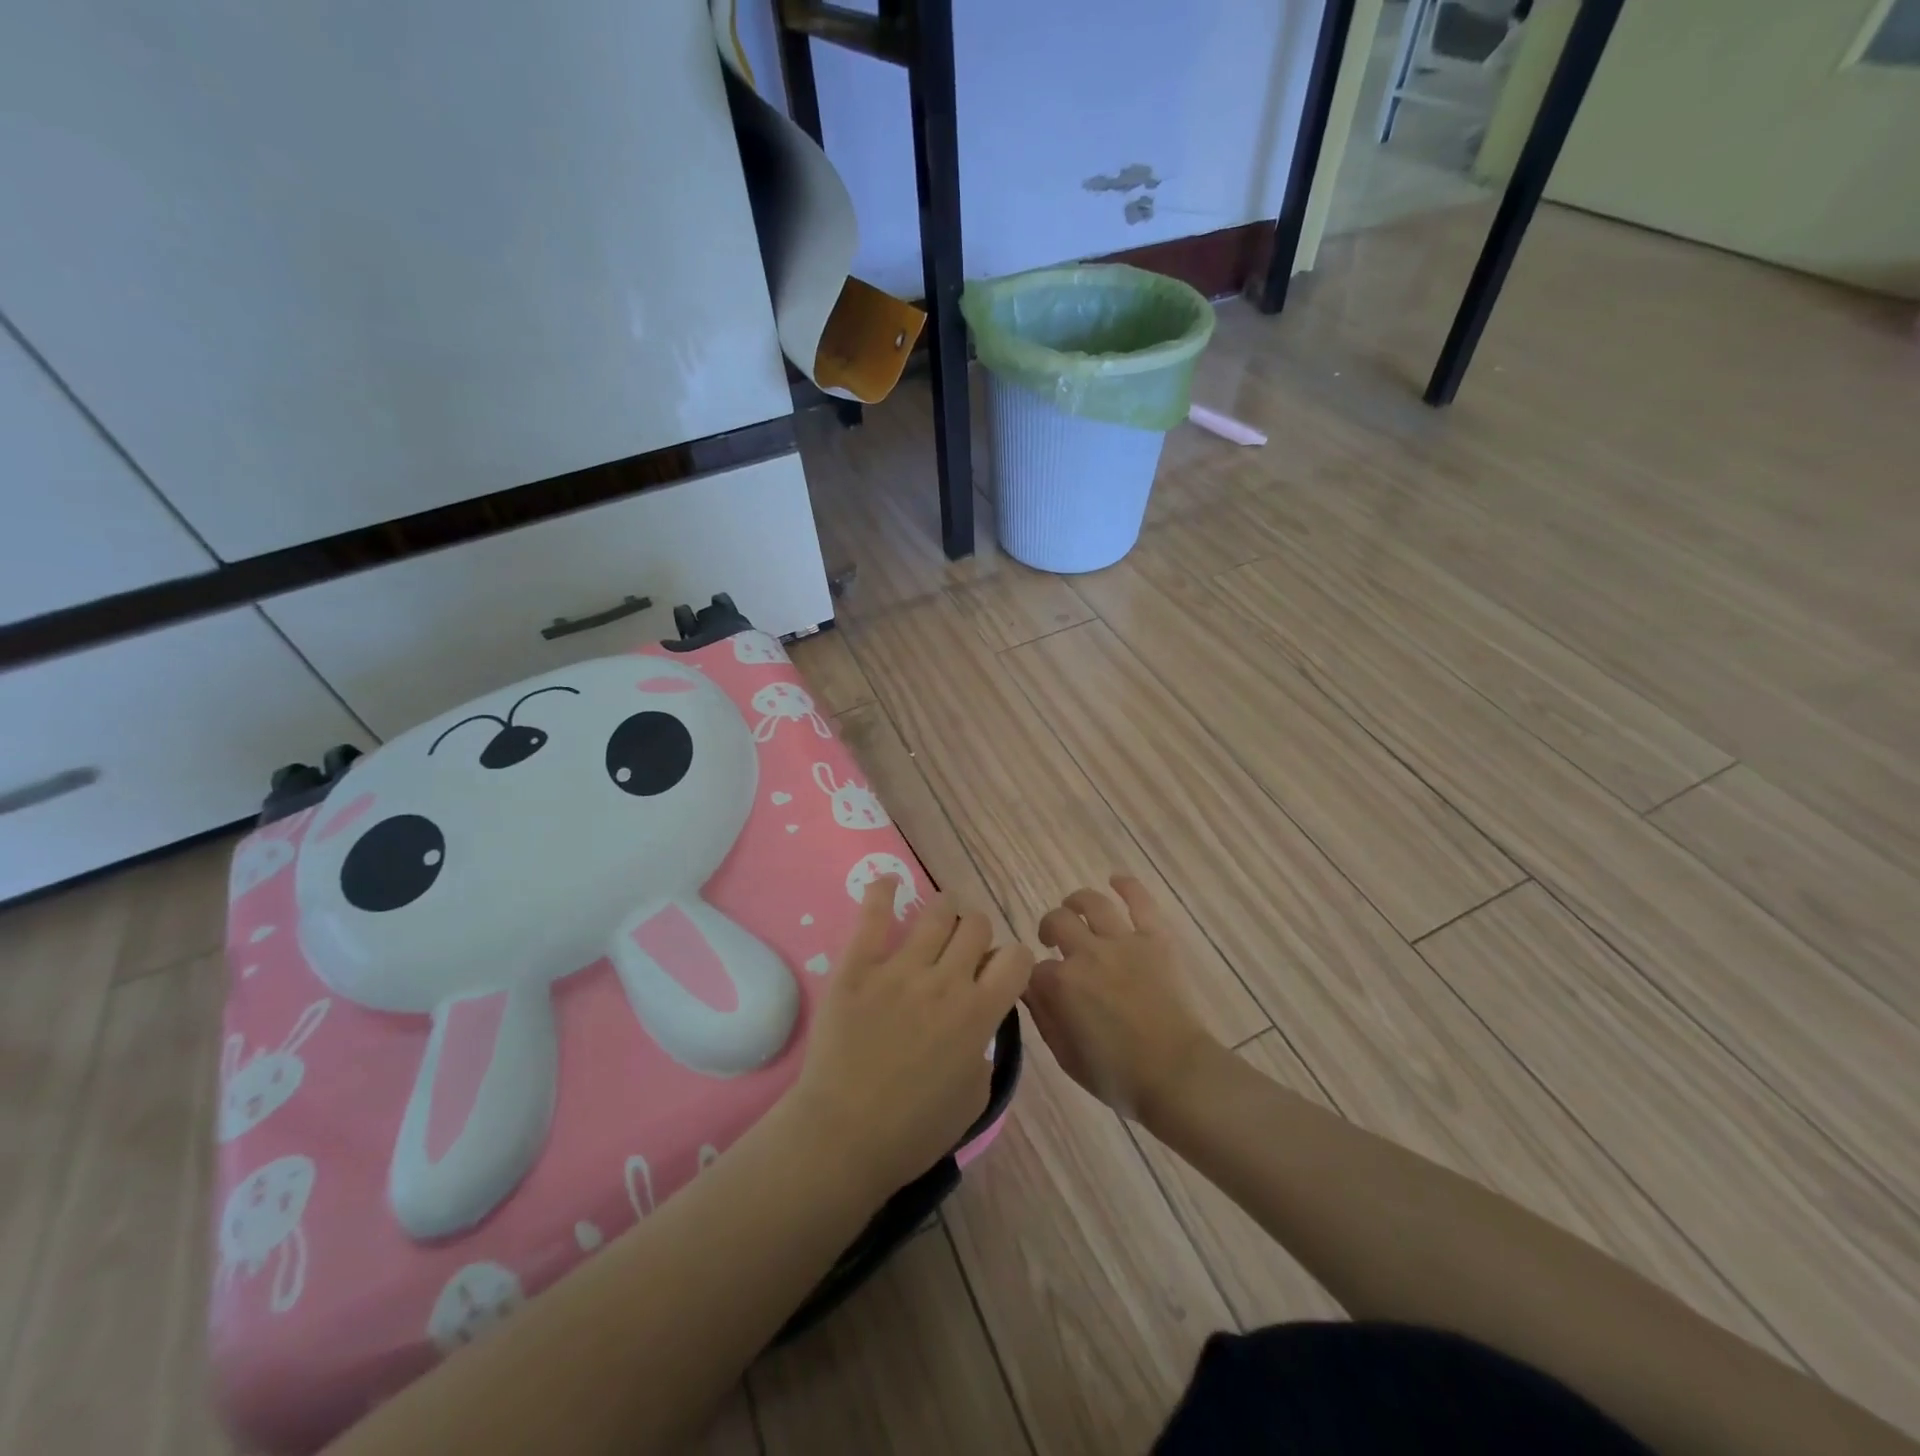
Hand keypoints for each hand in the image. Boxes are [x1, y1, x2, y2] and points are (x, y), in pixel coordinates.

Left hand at [789, 878, 1031, 1201]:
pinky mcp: (858, 967)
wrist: (841, 1138)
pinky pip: (873, 915)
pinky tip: (888, 881)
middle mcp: (946, 981)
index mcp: (979, 1014)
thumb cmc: (912, 1132)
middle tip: (963, 948)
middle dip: (977, 933)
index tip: (999, 972)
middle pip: (977, 926)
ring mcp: (900, 969)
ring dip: (945, 909)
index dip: (1013, 960)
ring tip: (940, 915)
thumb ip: (985, 1051)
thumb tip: (978, 1025)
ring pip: (936, 913)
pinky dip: (883, 891)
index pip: (1016, 958)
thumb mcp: (974, 1100)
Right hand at [1025, 875, 1220, 1120]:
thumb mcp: (1066, 1057)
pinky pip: (1140, 902)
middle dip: (1049, 929)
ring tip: (1073, 907)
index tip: (1037, 984)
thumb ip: (1043, 1018)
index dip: (1032, 975)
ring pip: (1092, 903)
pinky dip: (1127, 886)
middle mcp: (1087, 953)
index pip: (1033, 968)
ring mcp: (1123, 942)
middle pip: (1057, 922)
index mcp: (1061, 984)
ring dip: (1076, 901)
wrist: (1177, 1075)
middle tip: (1052, 940)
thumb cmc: (1118, 1076)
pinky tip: (1116, 879)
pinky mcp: (1156, 939)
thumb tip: (1027, 990)